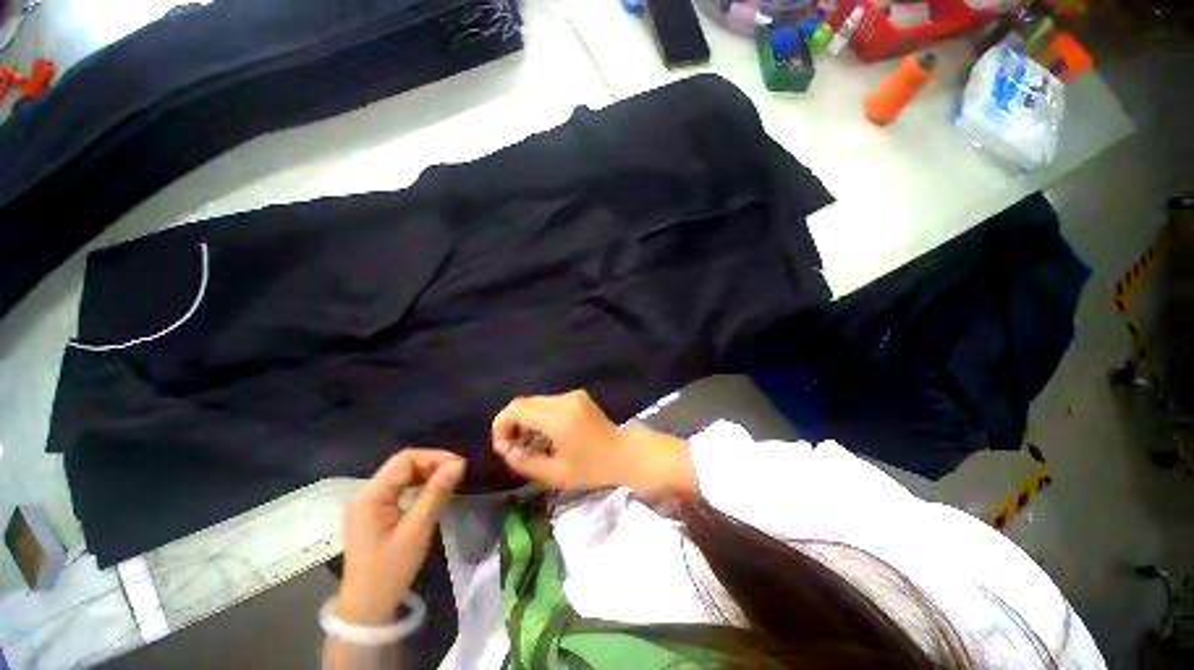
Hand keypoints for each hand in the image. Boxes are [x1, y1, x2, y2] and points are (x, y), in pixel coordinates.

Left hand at [338, 450, 464, 624]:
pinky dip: (418, 485)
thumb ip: (437, 493)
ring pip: (401, 474)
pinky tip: (432, 493)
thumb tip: (459, 464)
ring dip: (426, 474)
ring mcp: (367, 502)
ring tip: (449, 482)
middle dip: (432, 464)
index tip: (459, 466)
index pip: (405, 459)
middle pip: (403, 464)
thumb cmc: (390, 570)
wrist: (366, 607)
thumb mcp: (417, 530)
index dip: (435, 457)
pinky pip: (398, 488)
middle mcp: (365, 493)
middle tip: (457, 474)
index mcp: (371, 495)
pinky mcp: (372, 512)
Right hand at [491, 390, 696, 496]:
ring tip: (531, 444)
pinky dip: (541, 416)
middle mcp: (564, 399)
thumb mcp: (554, 473)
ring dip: (527, 420)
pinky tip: (547, 435)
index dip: (501, 424)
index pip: (516, 408)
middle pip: (525, 402)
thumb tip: (503, 447)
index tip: (502, 445)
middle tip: (515, 447)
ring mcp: (573, 395)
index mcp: (558, 417)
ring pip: (536, 402)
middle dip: (513, 423)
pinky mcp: (578, 396)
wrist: (625, 454)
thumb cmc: (592, 469)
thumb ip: (523, 460)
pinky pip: (550, 403)